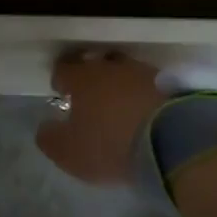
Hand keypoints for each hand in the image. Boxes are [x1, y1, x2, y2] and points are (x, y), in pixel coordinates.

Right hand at [34, 53, 163, 187]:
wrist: (171, 142)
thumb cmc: (110, 144)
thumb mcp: (69, 152)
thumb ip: (50, 138)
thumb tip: (45, 127)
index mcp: (82, 77)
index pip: (64, 68)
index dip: (60, 80)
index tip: (61, 93)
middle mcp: (110, 66)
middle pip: (95, 63)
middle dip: (90, 77)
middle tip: (89, 98)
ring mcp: (142, 72)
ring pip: (123, 72)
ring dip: (119, 85)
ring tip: (119, 106)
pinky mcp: (169, 84)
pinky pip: (147, 85)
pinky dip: (141, 95)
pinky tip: (142, 112)